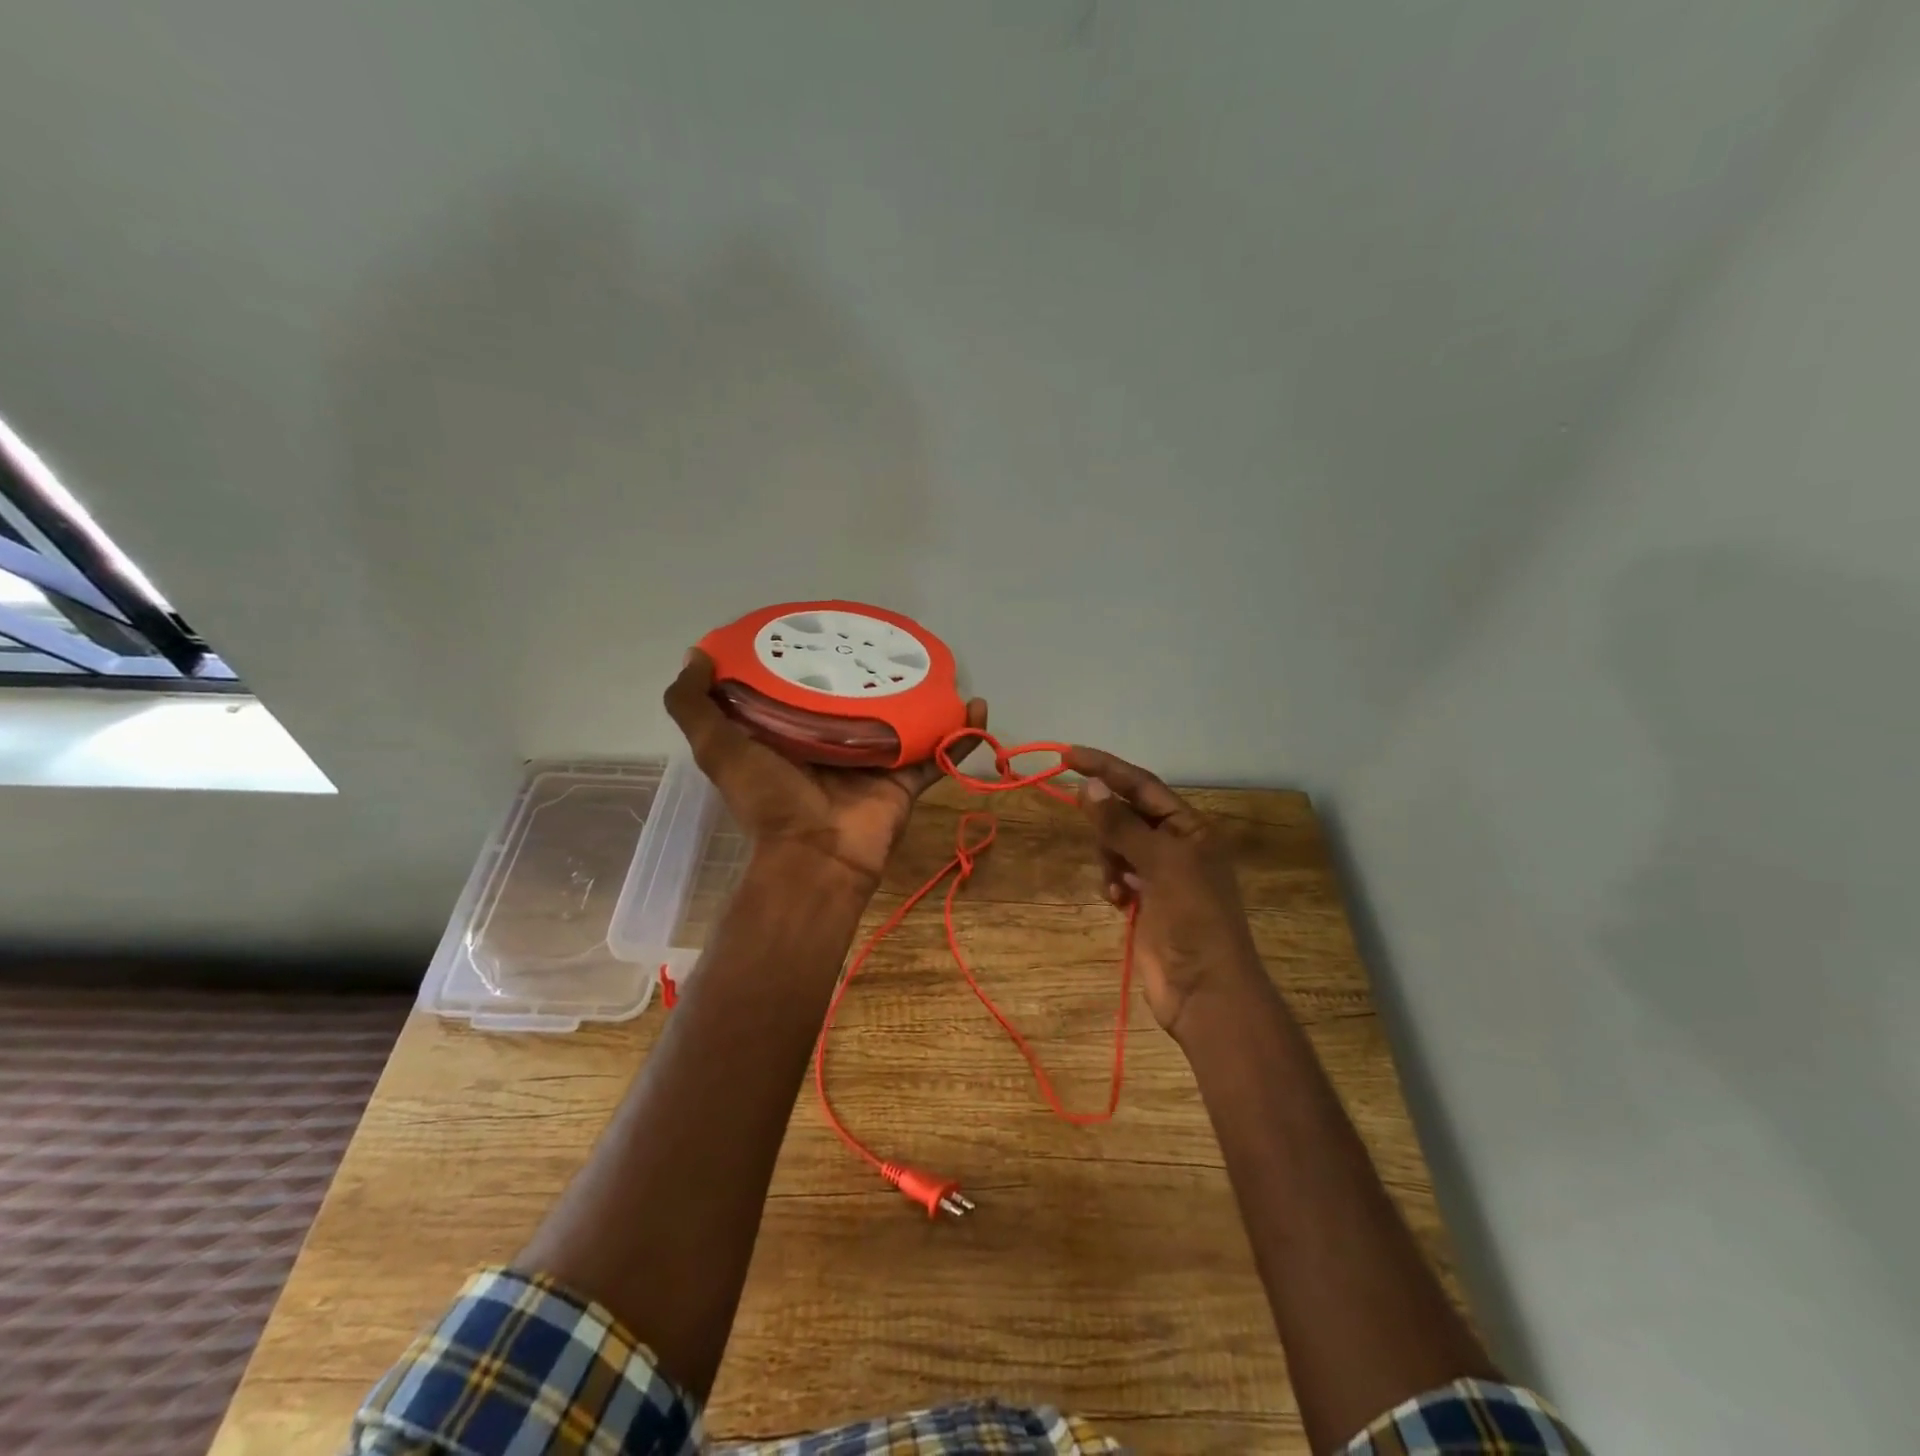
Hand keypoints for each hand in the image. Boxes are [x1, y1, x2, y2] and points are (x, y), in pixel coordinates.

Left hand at [665, 650, 987, 891]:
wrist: (814, 859)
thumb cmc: (768, 799)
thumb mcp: (718, 747)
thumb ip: (694, 706)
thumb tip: (696, 655)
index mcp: (793, 733)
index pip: (806, 686)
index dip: (815, 656)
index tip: (830, 625)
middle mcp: (836, 743)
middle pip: (862, 699)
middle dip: (877, 671)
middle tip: (893, 639)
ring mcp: (875, 762)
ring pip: (906, 721)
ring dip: (927, 696)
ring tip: (941, 664)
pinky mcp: (906, 781)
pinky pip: (939, 752)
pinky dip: (961, 733)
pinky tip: (976, 705)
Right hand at [1067, 746, 1267, 1038]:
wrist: (1205, 990)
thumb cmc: (1193, 918)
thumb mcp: (1161, 863)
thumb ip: (1121, 824)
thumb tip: (1087, 785)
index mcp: (1191, 828)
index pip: (1143, 785)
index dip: (1107, 768)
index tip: (1068, 755)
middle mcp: (1177, 846)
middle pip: (1128, 814)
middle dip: (1107, 822)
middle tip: (1092, 830)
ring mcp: (1161, 876)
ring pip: (1118, 846)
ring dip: (1109, 858)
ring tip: (1116, 884)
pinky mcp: (1146, 903)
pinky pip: (1117, 876)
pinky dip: (1112, 883)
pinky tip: (1117, 901)